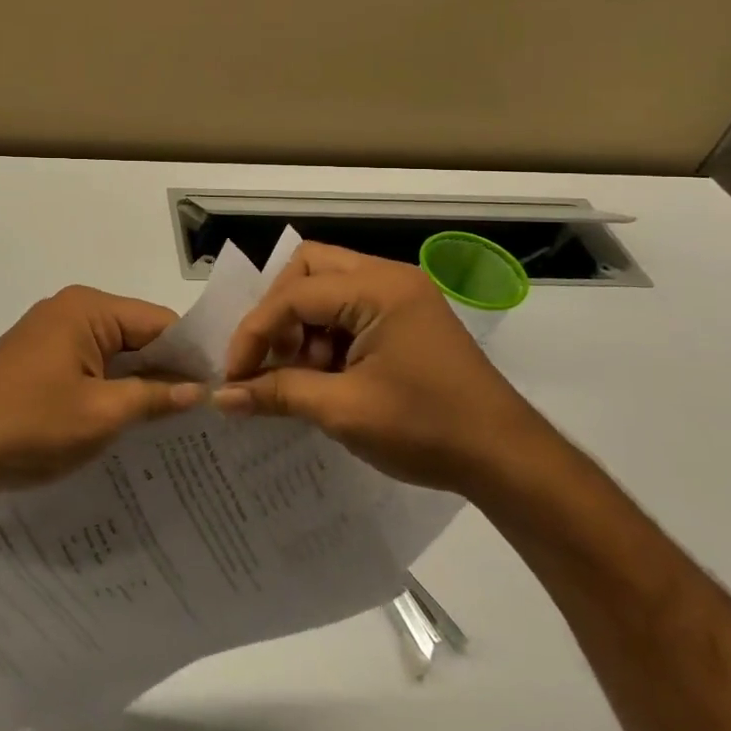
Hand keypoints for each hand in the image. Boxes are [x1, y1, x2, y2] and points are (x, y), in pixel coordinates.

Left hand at [0, 286, 200, 501]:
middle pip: (136, 333)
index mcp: (87, 308)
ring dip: (138, 381)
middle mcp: (69, 309)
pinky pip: (88, 364)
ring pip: (112, 352)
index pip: (159, 321)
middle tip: (204, 409)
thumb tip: (200, 391)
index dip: (191, 355)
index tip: (220, 389)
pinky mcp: (36, 359)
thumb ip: (156, 397)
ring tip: (174, 418)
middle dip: (166, 368)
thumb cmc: (31, 424)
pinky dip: (110, 386)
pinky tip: (129, 417)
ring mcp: (48, 334)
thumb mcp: (103, 414)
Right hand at [214, 242, 545, 491]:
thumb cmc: (427, 429)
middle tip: (273, 357)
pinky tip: (326, 377)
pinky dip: (327, 336)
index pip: (294, 294)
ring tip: (300, 375)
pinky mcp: (408, 319)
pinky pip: (350, 310)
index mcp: (378, 289)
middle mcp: (389, 278)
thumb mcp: (344, 411)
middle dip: (279, 312)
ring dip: (303, 326)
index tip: (234, 375)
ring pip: (327, 287)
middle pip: (308, 269)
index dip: (256, 332)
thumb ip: (278, 393)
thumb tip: (222, 397)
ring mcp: (402, 296)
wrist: (508, 461)